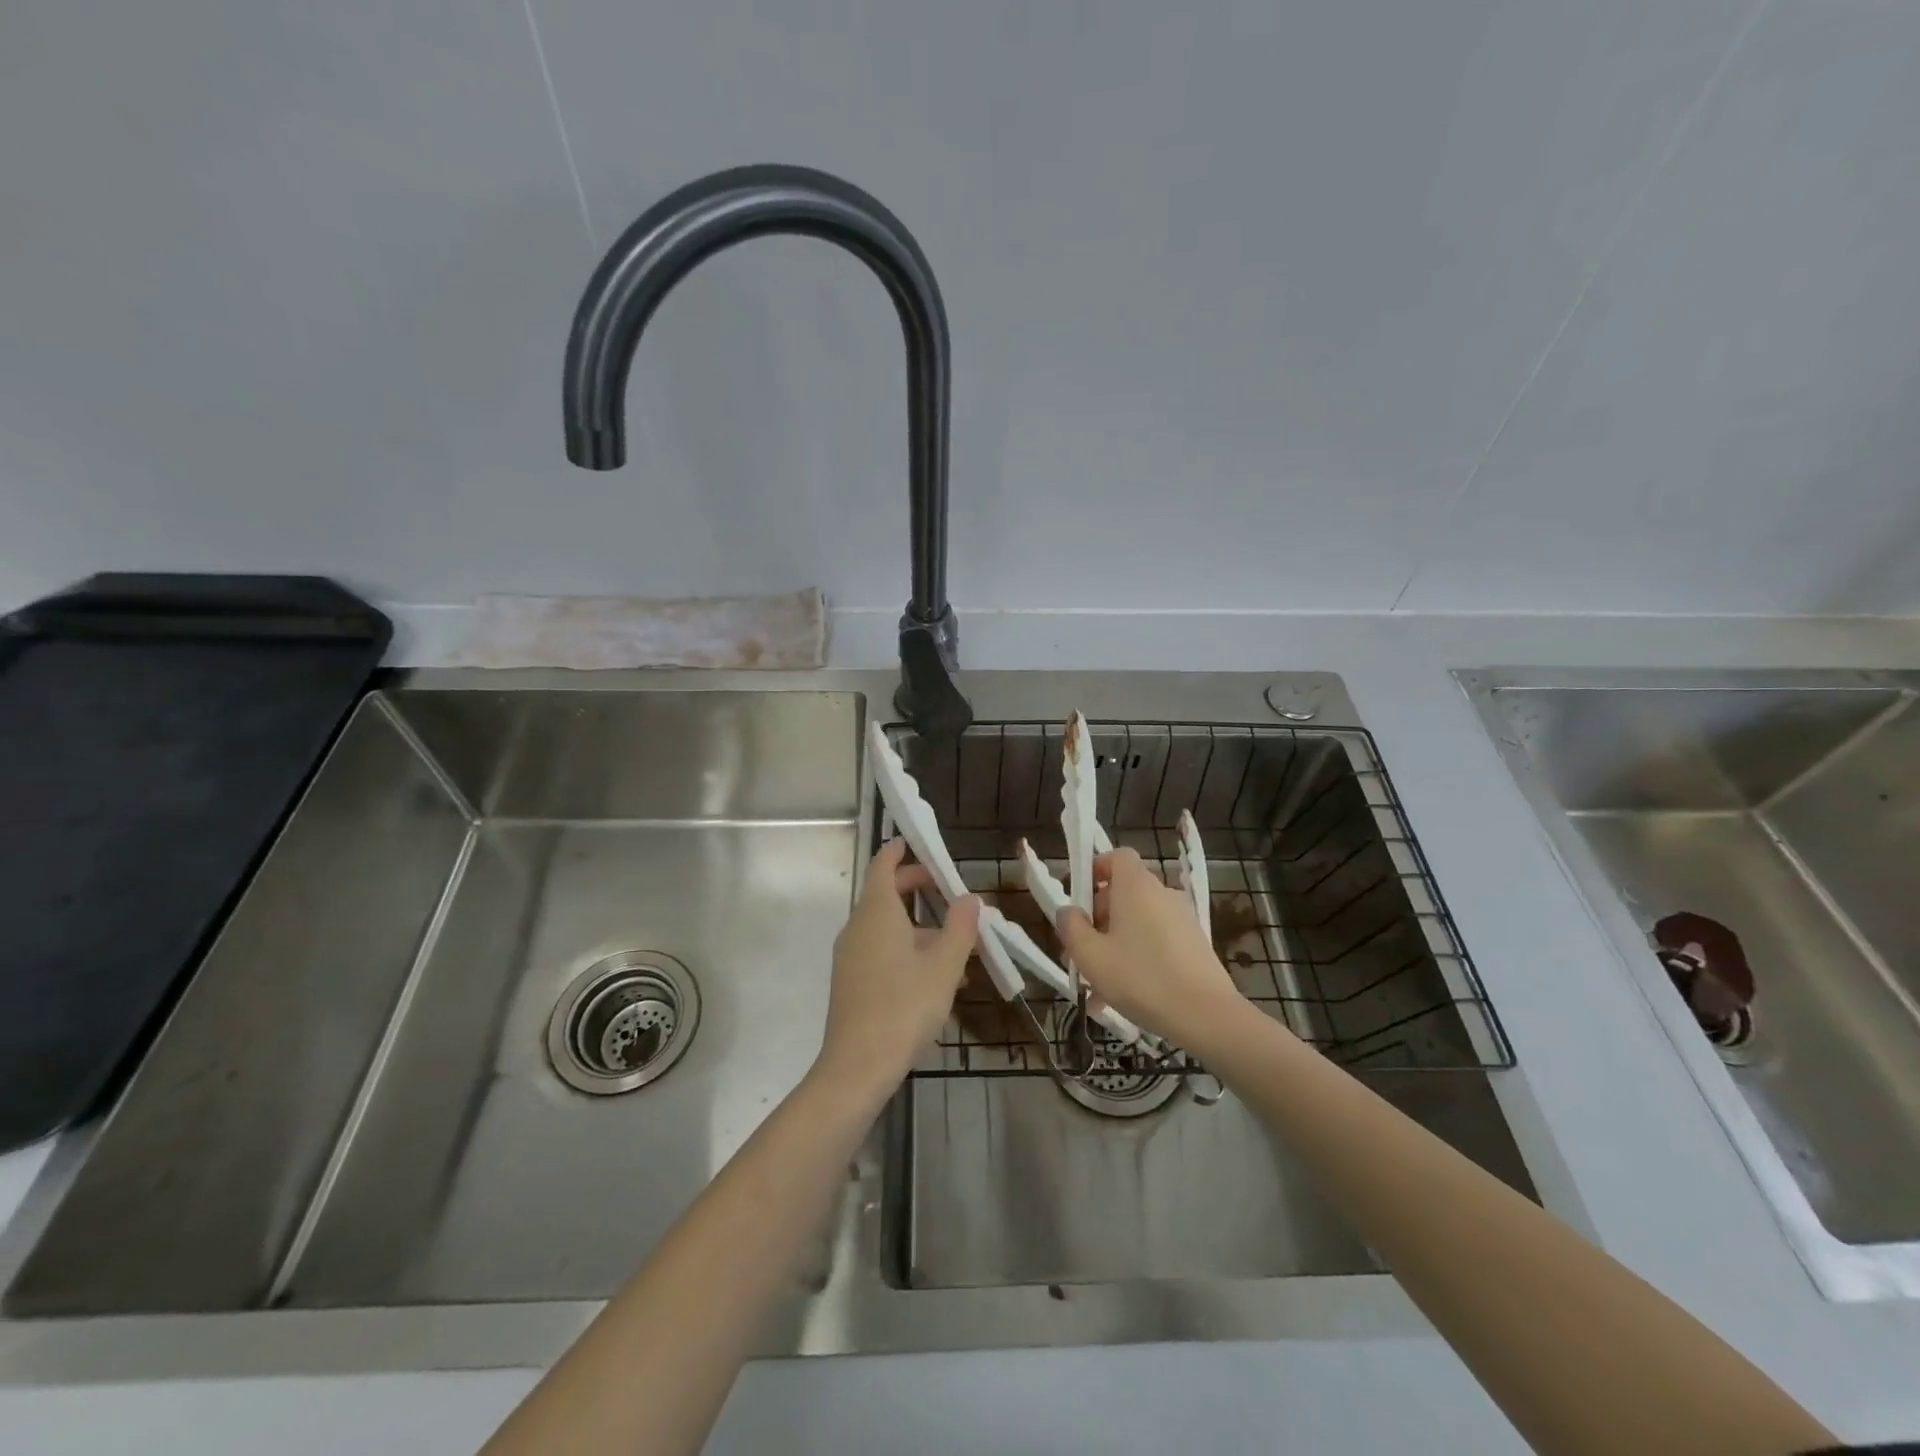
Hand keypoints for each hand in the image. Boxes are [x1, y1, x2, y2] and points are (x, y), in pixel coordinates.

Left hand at [817, 840, 979, 1095]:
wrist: (857, 1067)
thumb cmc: (904, 1006)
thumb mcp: (944, 966)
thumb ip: (960, 927)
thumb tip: (970, 898)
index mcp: (877, 913)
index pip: (883, 866)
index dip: (898, 852)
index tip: (913, 842)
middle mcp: (858, 927)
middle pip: (886, 895)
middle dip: (916, 889)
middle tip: (948, 890)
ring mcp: (851, 956)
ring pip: (887, 927)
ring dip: (919, 926)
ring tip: (957, 944)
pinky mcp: (851, 982)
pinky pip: (881, 951)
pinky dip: (906, 950)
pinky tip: (937, 979)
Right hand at [1057, 847, 1248, 1052]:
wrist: (1207, 1016)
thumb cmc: (1141, 978)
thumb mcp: (1090, 955)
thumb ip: (1071, 927)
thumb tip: (1068, 911)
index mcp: (1136, 886)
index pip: (1117, 856)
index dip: (1096, 870)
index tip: (1080, 901)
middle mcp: (1162, 893)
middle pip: (1124, 892)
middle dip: (1098, 919)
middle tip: (1081, 953)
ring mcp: (1182, 919)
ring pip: (1138, 923)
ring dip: (1115, 945)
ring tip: (1097, 987)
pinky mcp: (1195, 944)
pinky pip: (1156, 942)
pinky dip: (1138, 958)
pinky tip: (1124, 999)